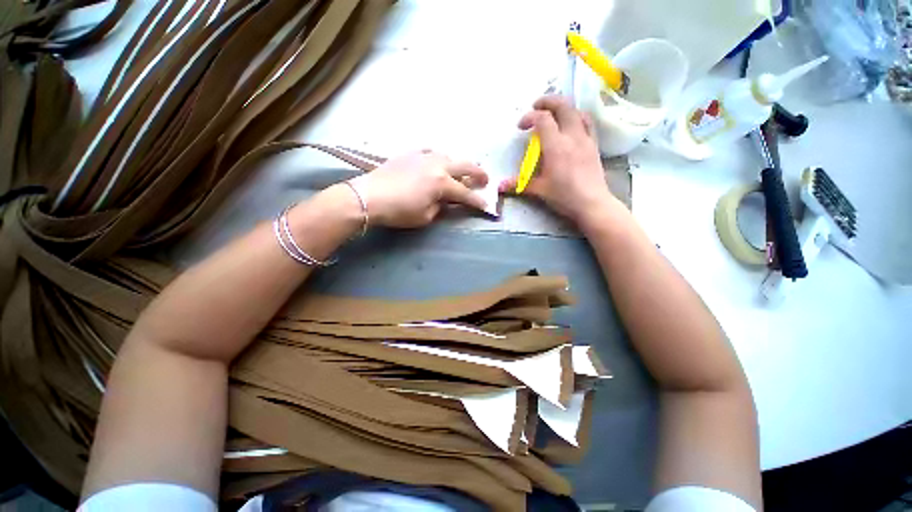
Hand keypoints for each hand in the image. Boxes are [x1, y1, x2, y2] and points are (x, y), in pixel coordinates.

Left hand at [349, 150, 487, 228]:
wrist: (369, 196)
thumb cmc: (399, 210)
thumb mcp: (425, 216)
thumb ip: (440, 207)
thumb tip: (445, 202)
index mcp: (442, 183)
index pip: (466, 193)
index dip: (477, 201)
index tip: (486, 206)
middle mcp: (437, 165)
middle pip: (464, 166)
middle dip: (478, 174)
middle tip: (485, 180)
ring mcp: (424, 157)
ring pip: (449, 156)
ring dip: (459, 165)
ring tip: (462, 172)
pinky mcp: (411, 154)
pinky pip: (431, 152)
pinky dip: (439, 158)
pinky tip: (437, 163)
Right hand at [500, 95, 619, 225]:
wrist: (592, 203)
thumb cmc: (563, 196)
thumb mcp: (538, 190)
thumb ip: (518, 184)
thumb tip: (498, 187)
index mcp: (556, 146)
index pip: (543, 119)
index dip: (529, 117)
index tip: (521, 126)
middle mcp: (572, 136)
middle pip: (563, 106)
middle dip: (548, 101)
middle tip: (536, 106)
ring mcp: (585, 139)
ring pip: (577, 111)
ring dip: (564, 107)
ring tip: (554, 113)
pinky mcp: (594, 145)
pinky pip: (587, 123)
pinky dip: (577, 117)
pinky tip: (571, 125)